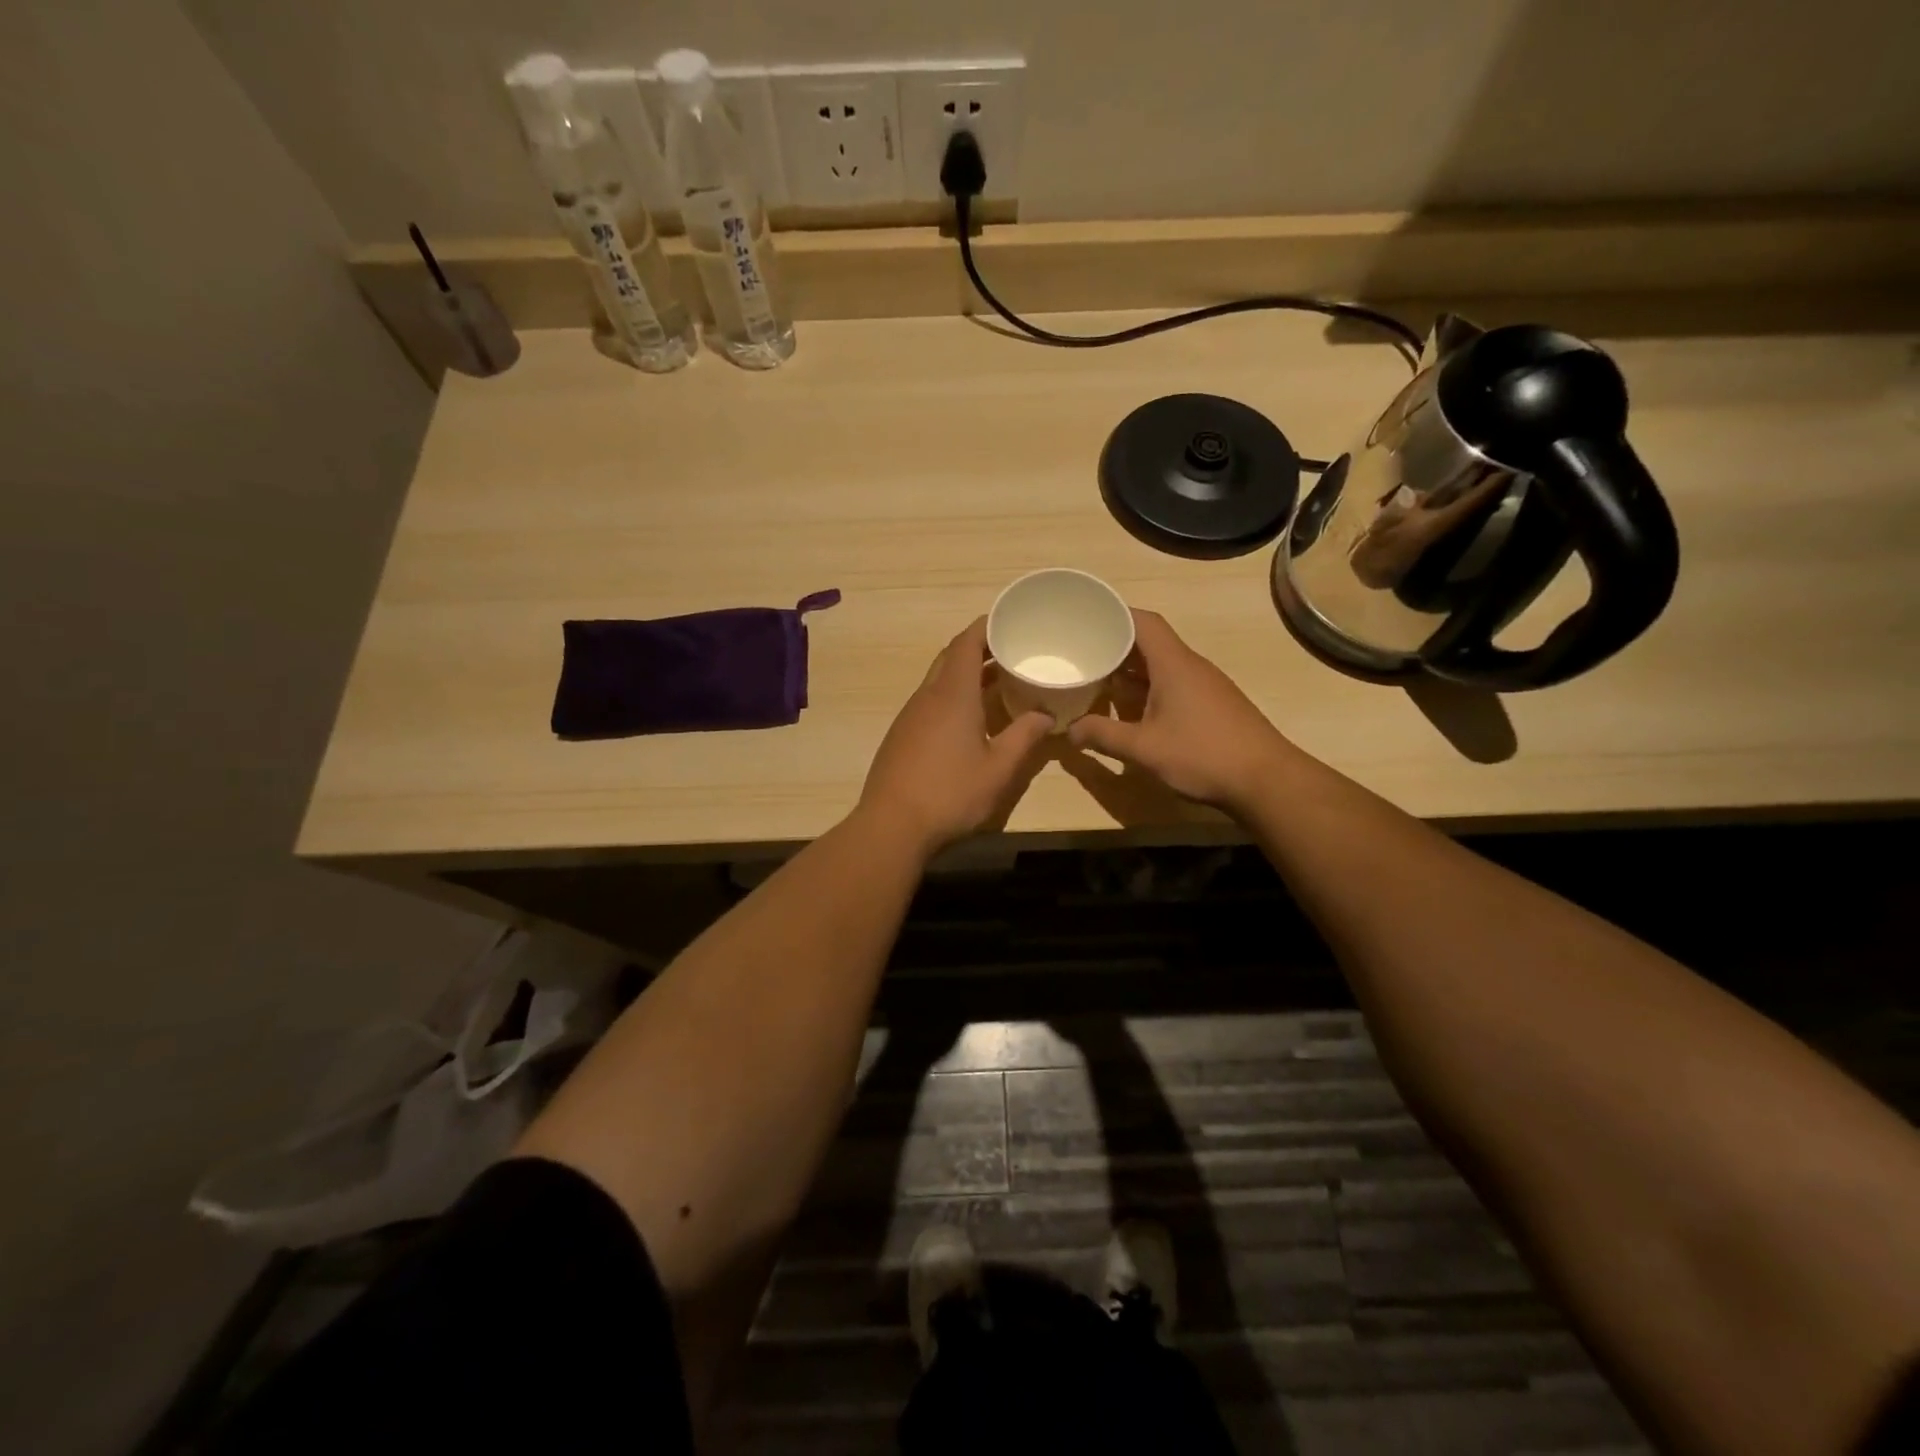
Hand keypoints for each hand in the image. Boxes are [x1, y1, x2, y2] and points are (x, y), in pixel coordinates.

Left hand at [858, 618, 1053, 855]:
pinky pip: (930, 702)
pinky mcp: (901, 735)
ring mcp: (910, 716)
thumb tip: (1045, 714)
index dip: (987, 626)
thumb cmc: (950, 793)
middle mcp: (927, 696)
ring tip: (998, 684)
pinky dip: (952, 697)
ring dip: (966, 675)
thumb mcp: (999, 769)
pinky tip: (970, 720)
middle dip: (979, 648)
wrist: (891, 825)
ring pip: (939, 680)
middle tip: (1011, 652)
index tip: (1010, 621)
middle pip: (951, 657)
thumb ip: (1025, 737)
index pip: (966, 642)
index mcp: (952, 694)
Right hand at [1067, 610, 1288, 812]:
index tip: (1086, 619)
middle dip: (1115, 645)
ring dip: (1131, 671)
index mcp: (1173, 664)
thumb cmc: (1202, 755)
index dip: (1114, 615)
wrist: (1266, 780)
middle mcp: (1190, 666)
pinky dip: (1148, 689)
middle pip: (1149, 642)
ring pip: (1161, 666)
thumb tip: (1069, 731)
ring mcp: (1204, 686)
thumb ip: (1103, 736)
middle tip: (1082, 653)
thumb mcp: (1143, 748)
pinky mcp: (1212, 706)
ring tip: (1099, 679)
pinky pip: (1173, 684)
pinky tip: (1132, 709)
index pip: (1142, 621)